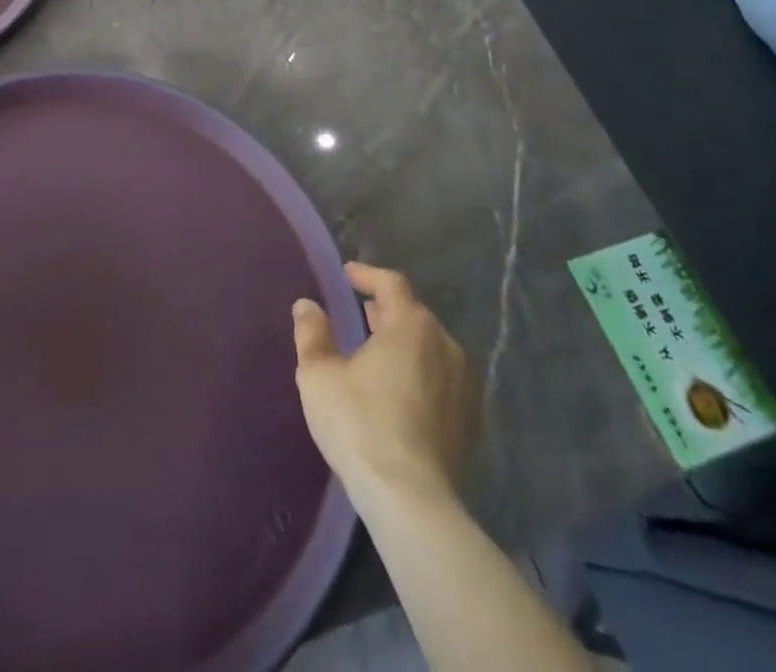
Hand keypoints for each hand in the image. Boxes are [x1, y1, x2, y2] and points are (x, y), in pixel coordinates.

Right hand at [292, 263, 475, 506]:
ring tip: (376, 349)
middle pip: (414, 315)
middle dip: (386, 309)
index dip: (367, 275)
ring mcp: (463, 386)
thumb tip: (307, 305)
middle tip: (360, 311)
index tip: (347, 274)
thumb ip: (312, 333)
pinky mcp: (469, 421)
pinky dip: (417, 371)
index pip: (392, 284)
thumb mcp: (319, 374)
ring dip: (403, 341)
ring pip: (430, 348)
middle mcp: (446, 346)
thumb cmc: (360, 424)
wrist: (412, 502)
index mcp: (412, 326)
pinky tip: (397, 388)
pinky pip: (439, 378)